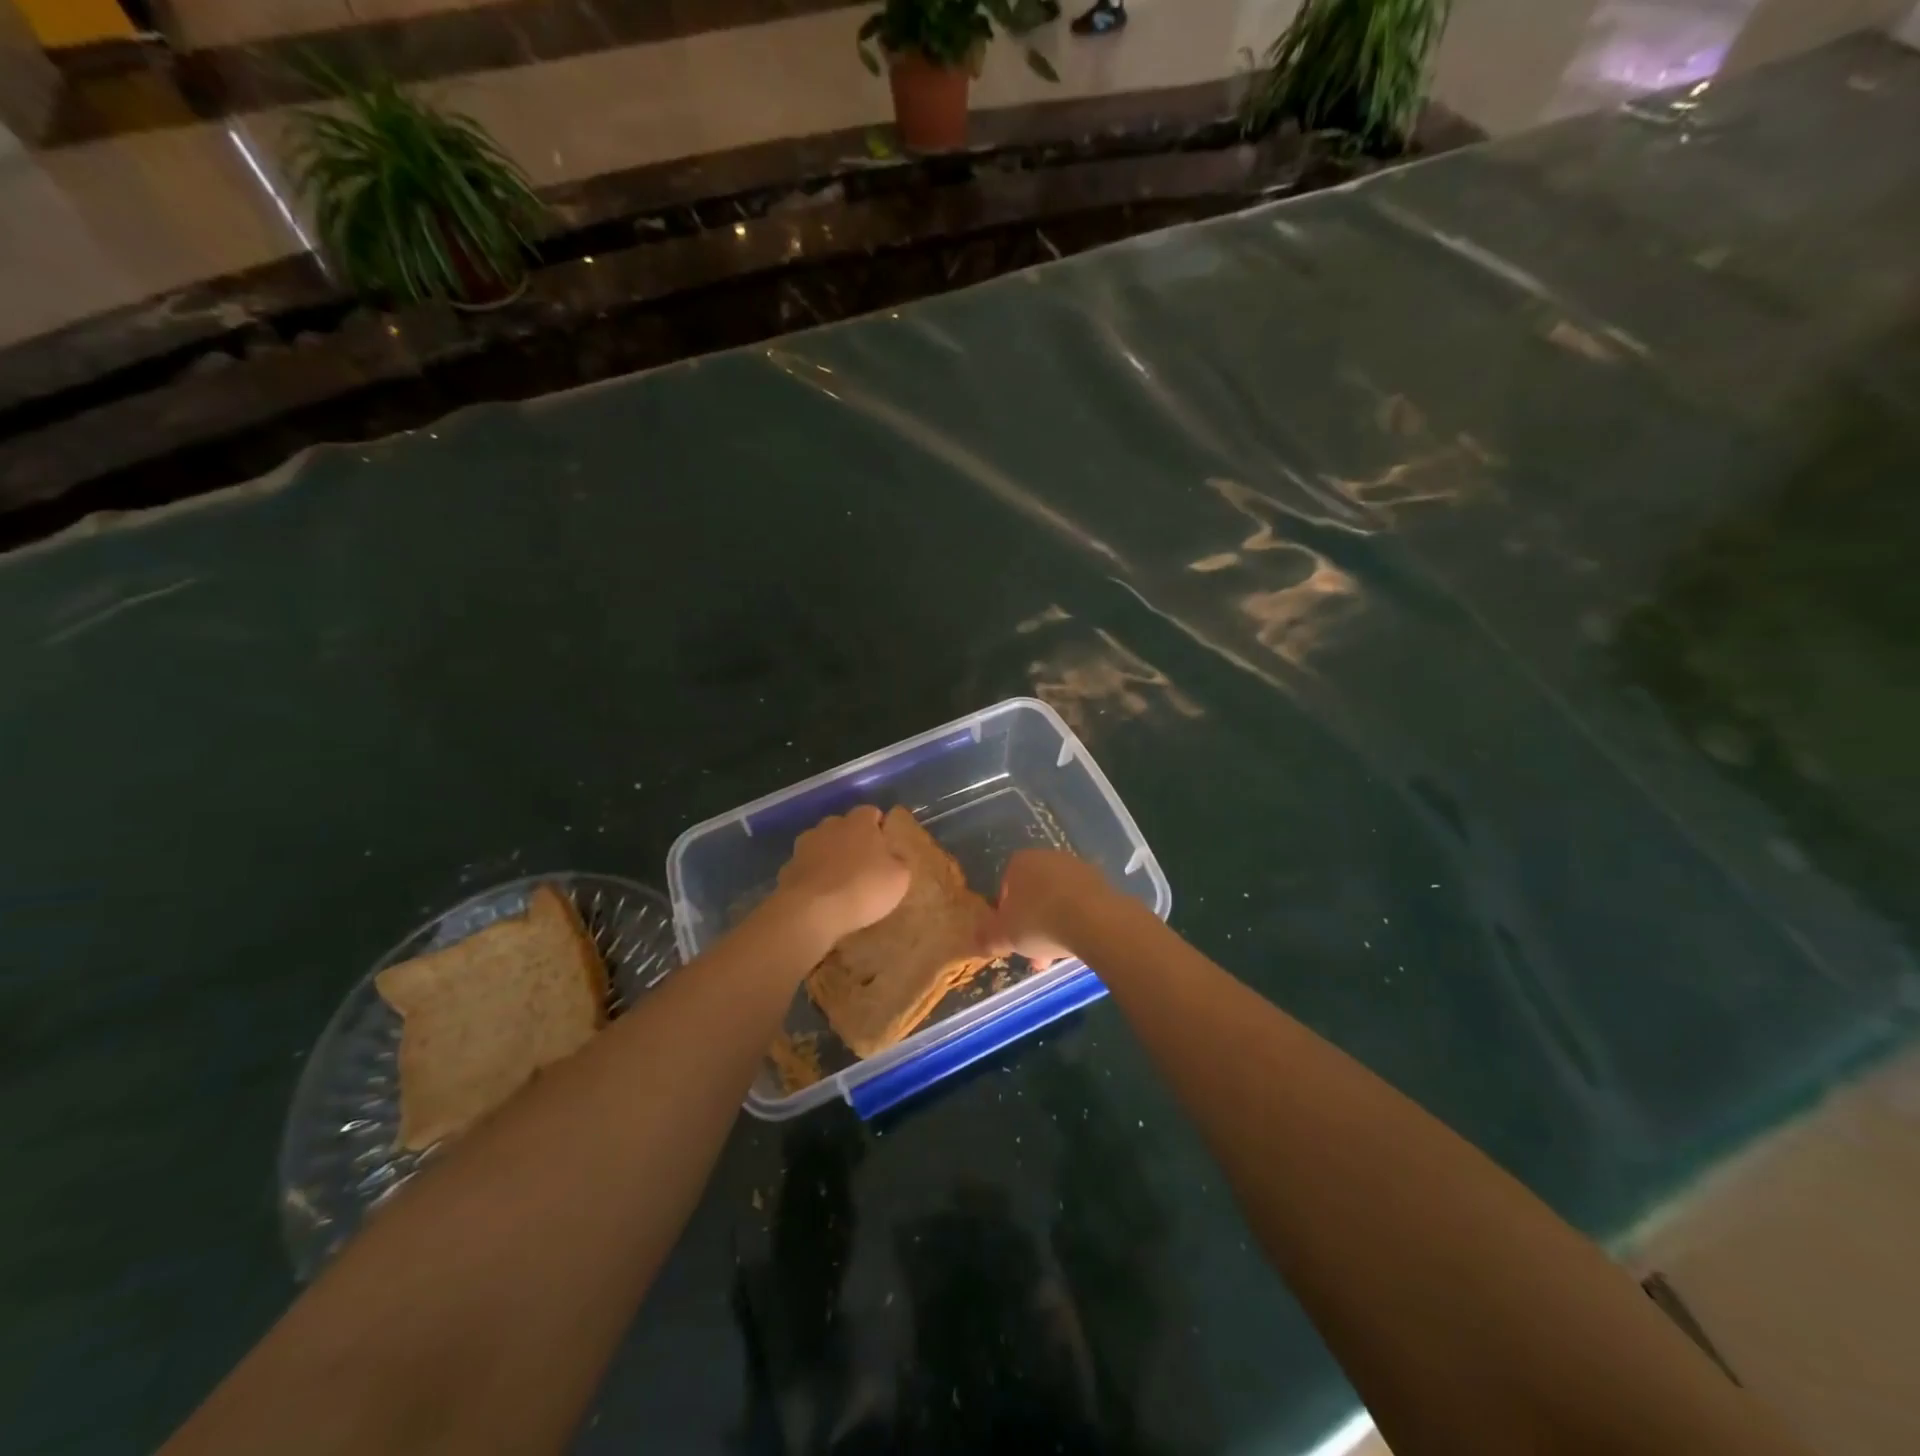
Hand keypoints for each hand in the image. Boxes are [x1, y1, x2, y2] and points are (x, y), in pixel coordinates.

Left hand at [774, 805, 910, 947]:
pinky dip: (813, 876)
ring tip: (839, 881)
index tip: (885, 847)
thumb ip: (898, 861)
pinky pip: (805, 868)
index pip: (871, 812)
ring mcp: (805, 846)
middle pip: (844, 826)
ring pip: (821, 845)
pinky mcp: (787, 868)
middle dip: (852, 840)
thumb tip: (893, 856)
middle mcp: (830, 825)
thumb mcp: (899, 878)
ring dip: (829, 857)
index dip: (879, 827)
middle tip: (864, 865)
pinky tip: (820, 896)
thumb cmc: (863, 888)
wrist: (811, 911)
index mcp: (859, 822)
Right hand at [979, 849, 1115, 967]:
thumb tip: (978, 939)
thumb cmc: (1040, 922)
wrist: (1095, 920)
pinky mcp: (1102, 882)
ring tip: (1056, 955)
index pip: (1006, 885)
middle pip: (1034, 894)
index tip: (1010, 935)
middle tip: (1033, 951)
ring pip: (1058, 900)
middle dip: (1032, 924)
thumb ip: (988, 937)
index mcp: (1021, 862)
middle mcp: (1049, 857)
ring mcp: (1078, 868)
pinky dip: (1076, 921)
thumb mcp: (1005, 935)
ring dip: (1054, 925)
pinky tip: (1077, 943)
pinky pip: (1081, 904)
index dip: (1005, 913)